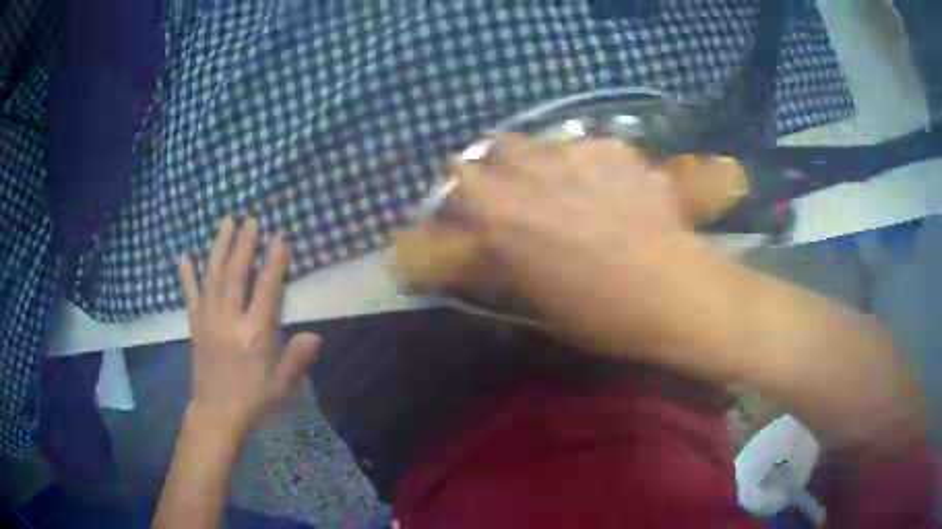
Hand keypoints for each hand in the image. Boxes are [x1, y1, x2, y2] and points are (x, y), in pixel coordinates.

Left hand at [178, 218, 321, 441]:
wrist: (216, 414)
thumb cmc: (253, 400)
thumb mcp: (282, 384)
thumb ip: (298, 357)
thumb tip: (315, 334)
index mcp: (254, 333)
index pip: (266, 289)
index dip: (273, 262)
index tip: (278, 237)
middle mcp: (230, 319)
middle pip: (237, 273)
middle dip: (244, 244)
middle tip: (250, 220)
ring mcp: (208, 319)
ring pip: (213, 275)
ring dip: (219, 247)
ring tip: (225, 222)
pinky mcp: (195, 325)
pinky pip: (191, 295)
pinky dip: (188, 275)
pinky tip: (186, 258)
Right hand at [448, 135, 732, 373]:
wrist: (668, 291)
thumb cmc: (593, 310)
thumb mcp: (529, 296)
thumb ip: (498, 258)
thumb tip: (489, 240)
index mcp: (496, 207)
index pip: (456, 173)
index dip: (466, 187)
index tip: (478, 203)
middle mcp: (528, 166)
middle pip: (500, 145)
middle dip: (505, 164)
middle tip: (527, 192)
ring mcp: (575, 150)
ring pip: (546, 143)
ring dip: (549, 162)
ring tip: (577, 191)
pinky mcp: (614, 147)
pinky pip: (590, 148)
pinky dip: (593, 165)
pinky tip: (616, 192)